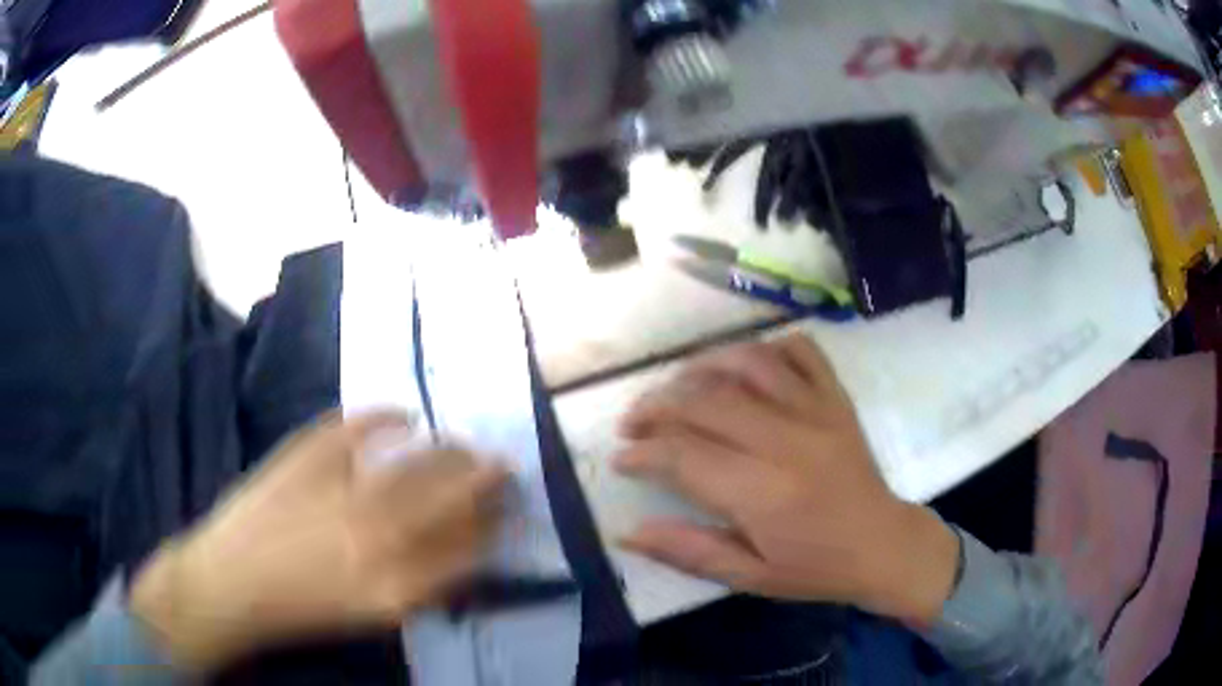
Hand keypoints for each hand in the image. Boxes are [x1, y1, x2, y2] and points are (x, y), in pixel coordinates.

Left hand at [130, 410, 507, 670]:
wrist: (230, 582)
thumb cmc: (303, 608)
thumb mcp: (373, 613)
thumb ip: (424, 584)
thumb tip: (463, 550)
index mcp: (397, 584)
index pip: (469, 546)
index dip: (493, 522)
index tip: (505, 507)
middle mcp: (378, 536)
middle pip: (451, 495)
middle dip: (485, 478)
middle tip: (501, 465)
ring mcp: (341, 488)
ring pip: (418, 461)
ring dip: (450, 450)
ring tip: (463, 446)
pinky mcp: (307, 452)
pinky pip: (359, 425)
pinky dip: (386, 416)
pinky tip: (404, 416)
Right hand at [613, 334, 957, 624]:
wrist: (883, 545)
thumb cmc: (815, 568)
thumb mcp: (749, 577)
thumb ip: (688, 552)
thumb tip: (627, 533)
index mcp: (764, 493)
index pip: (684, 455)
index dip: (643, 452)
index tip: (621, 457)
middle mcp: (788, 440)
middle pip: (707, 401)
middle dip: (657, 405)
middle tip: (634, 422)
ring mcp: (817, 411)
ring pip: (748, 363)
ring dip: (701, 366)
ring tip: (676, 385)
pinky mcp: (837, 398)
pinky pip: (801, 351)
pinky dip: (767, 347)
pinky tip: (744, 366)